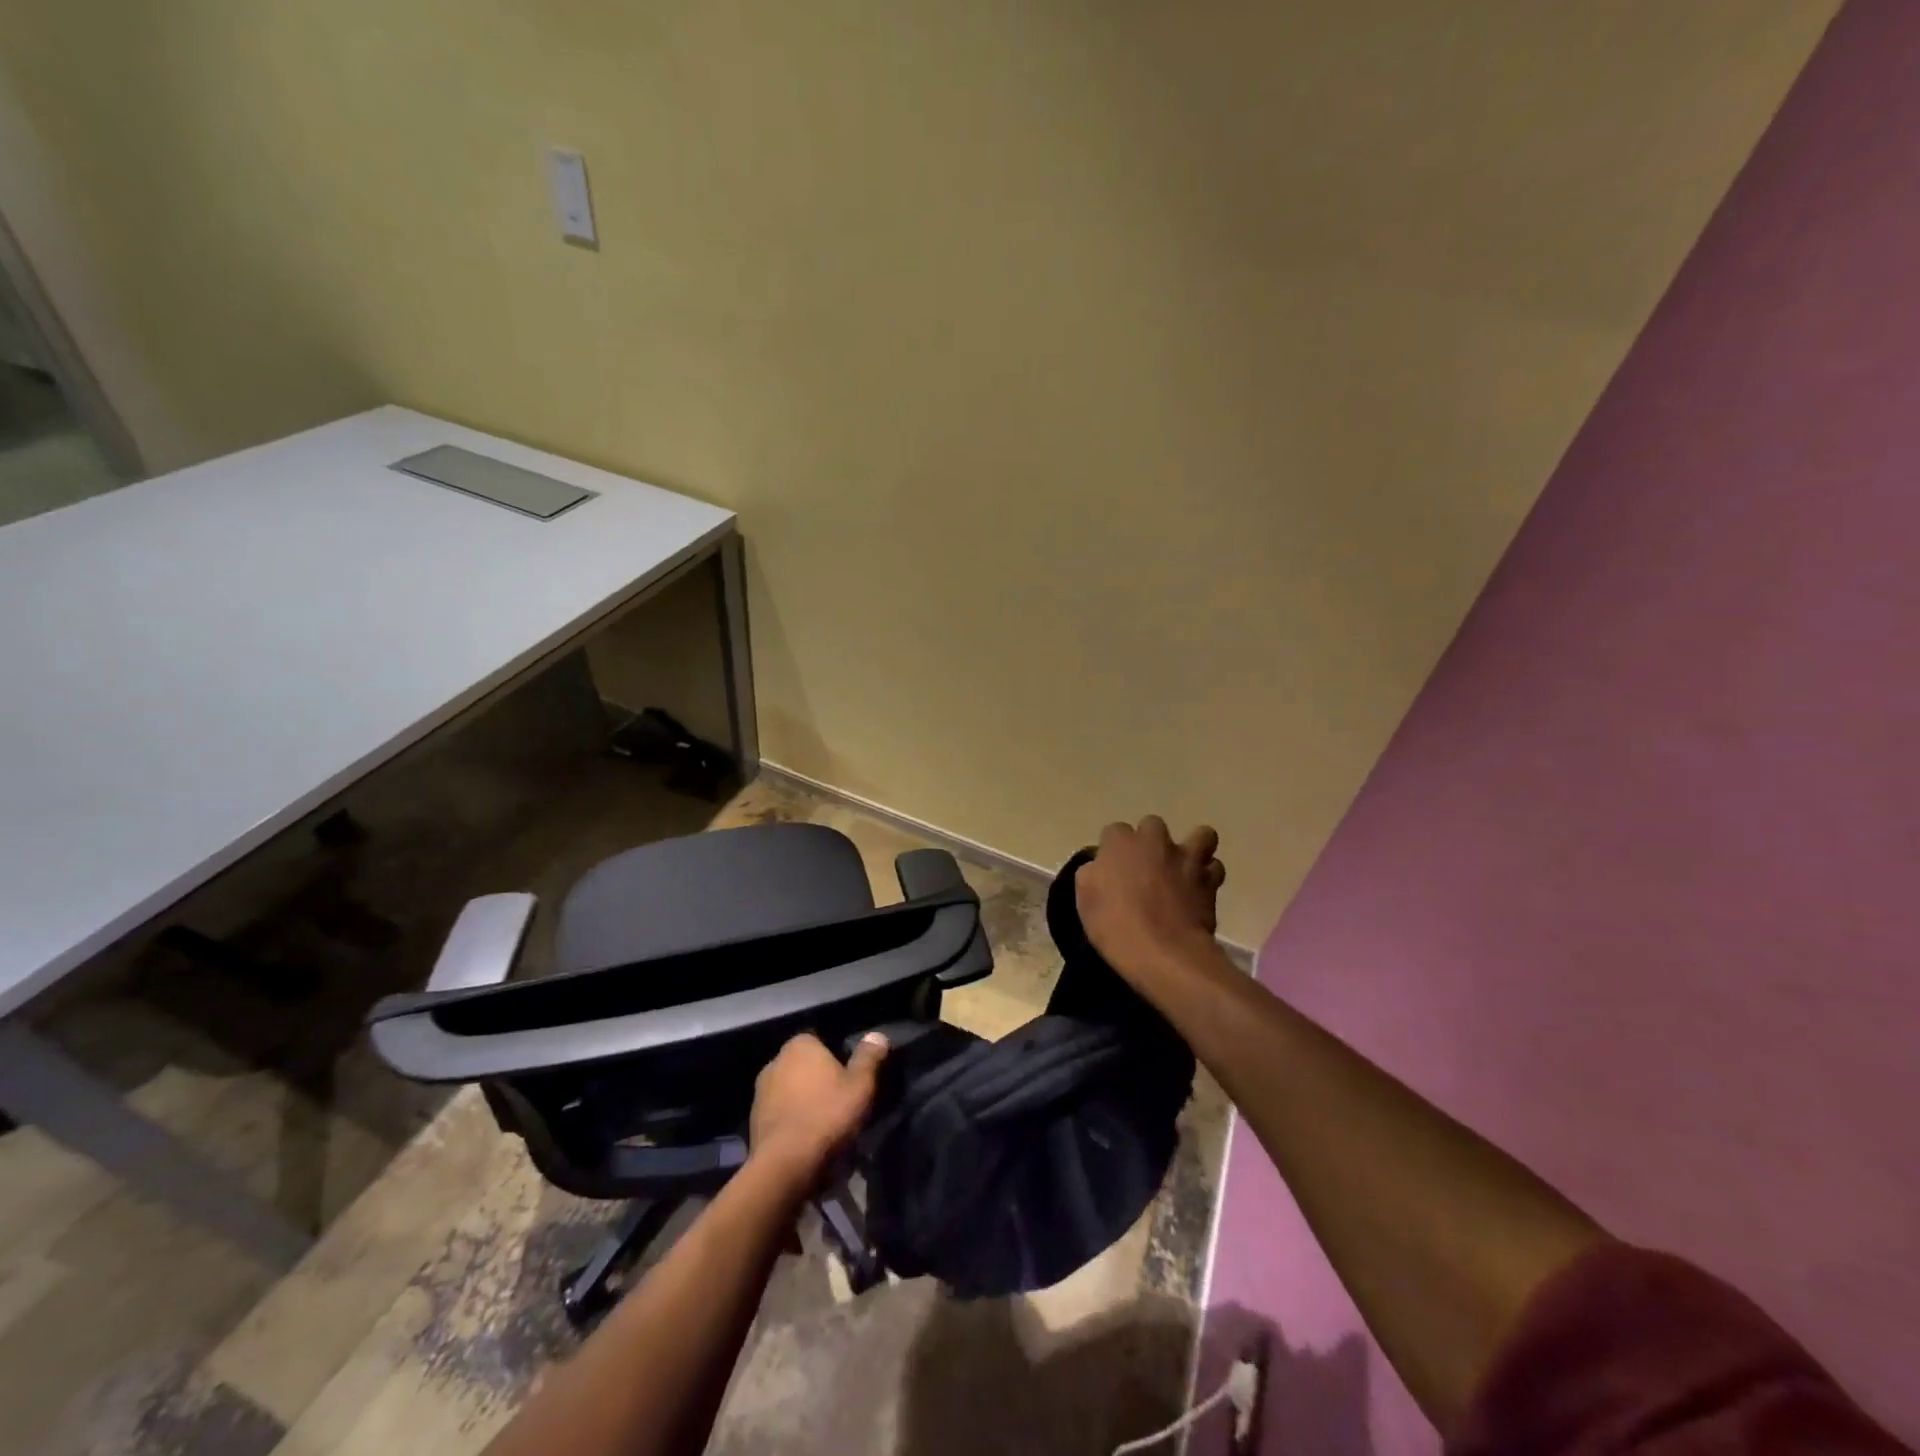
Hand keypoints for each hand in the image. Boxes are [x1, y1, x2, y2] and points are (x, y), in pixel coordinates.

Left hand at [748, 1032, 888, 1188]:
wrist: (785, 1165)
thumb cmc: (827, 1116)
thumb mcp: (860, 1085)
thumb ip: (869, 1057)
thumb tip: (877, 1035)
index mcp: (799, 1045)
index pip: (821, 1041)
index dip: (837, 1058)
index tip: (850, 1078)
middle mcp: (775, 1061)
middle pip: (804, 1066)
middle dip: (819, 1079)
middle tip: (840, 1101)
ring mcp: (760, 1092)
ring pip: (791, 1090)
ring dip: (804, 1101)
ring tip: (825, 1124)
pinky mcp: (753, 1121)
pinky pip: (780, 1113)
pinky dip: (792, 1121)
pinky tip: (806, 1139)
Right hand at [1077, 816, 1225, 980]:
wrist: (1163, 953)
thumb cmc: (1115, 926)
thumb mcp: (1085, 900)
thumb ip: (1092, 874)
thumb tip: (1100, 867)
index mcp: (1120, 843)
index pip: (1114, 831)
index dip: (1114, 850)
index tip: (1112, 870)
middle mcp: (1155, 841)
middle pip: (1153, 825)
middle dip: (1150, 842)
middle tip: (1146, 868)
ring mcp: (1186, 858)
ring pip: (1200, 836)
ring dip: (1192, 849)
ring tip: (1184, 870)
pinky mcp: (1210, 880)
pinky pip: (1214, 868)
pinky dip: (1207, 876)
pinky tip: (1198, 890)